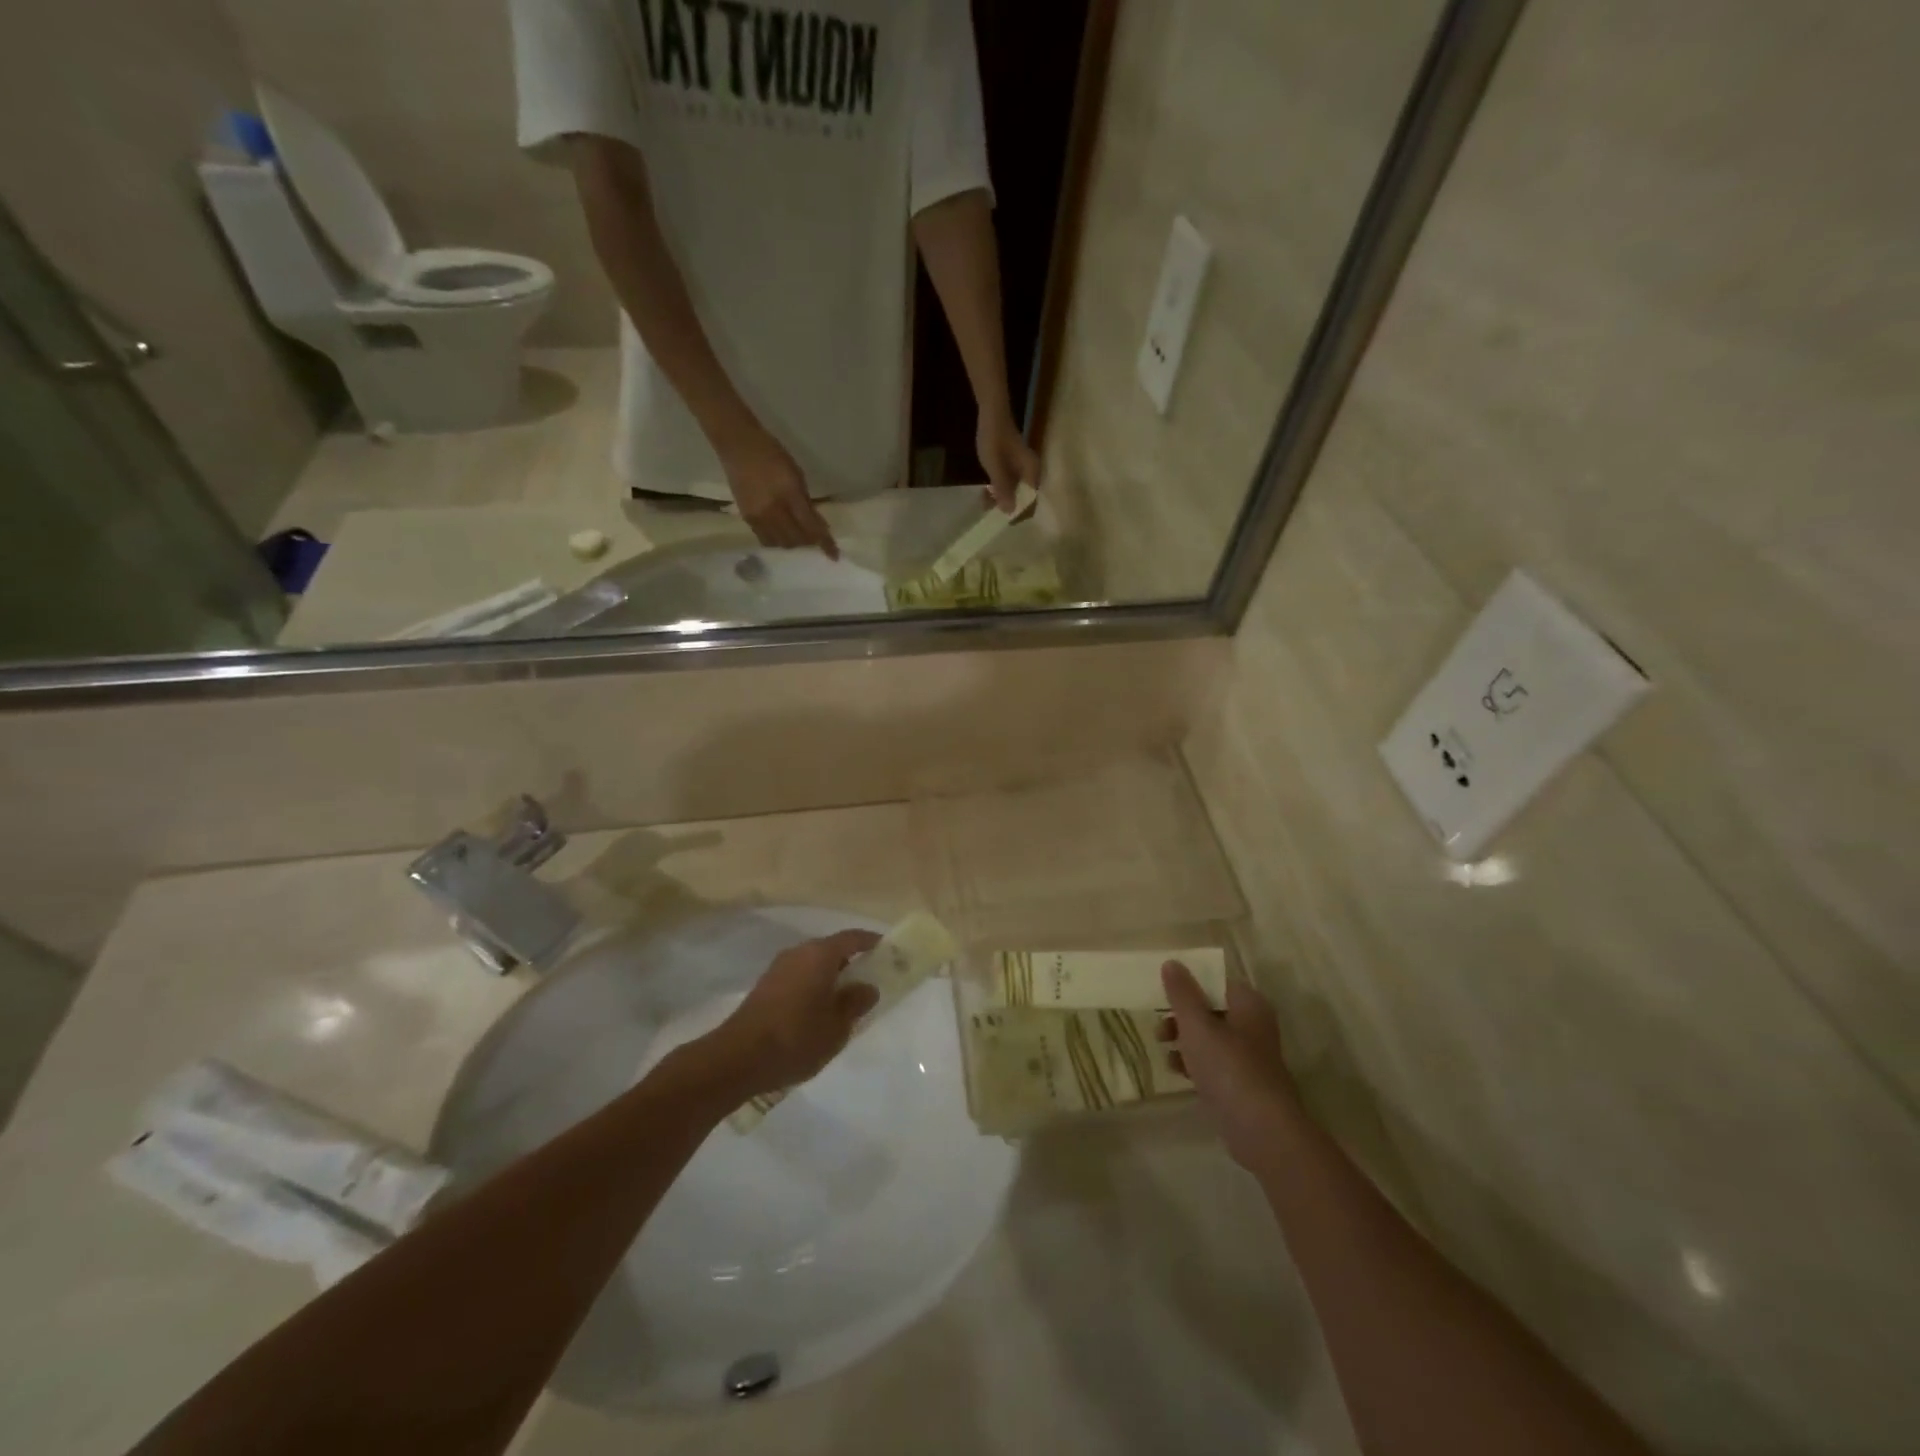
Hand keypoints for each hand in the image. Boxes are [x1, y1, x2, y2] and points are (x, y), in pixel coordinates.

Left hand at [704, 930, 880, 1099]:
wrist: (738, 1058)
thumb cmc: (796, 1038)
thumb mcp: (837, 1026)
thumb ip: (855, 1002)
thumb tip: (867, 987)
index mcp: (820, 954)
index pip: (853, 938)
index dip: (873, 942)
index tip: (889, 951)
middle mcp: (798, 952)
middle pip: (832, 950)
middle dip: (852, 963)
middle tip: (870, 983)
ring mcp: (778, 969)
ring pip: (814, 965)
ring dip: (831, 977)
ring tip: (845, 1002)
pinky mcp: (765, 987)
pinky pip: (799, 978)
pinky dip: (814, 987)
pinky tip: (818, 1013)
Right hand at [721, 423, 838, 557]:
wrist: (738, 445)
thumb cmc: (772, 454)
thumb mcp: (796, 475)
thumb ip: (806, 502)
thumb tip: (817, 525)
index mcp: (788, 495)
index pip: (810, 527)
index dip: (824, 543)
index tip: (834, 556)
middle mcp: (772, 511)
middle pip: (796, 540)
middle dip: (808, 543)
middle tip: (815, 539)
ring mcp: (757, 517)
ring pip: (780, 543)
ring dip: (793, 544)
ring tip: (799, 536)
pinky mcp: (746, 518)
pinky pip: (765, 539)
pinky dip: (777, 540)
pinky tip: (782, 534)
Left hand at [975, 409, 1039, 513]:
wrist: (991, 413)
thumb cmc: (994, 440)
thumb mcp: (995, 468)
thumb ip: (1002, 489)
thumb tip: (1009, 511)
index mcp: (1032, 473)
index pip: (1030, 501)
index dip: (1018, 513)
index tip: (1002, 521)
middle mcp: (1031, 472)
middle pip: (1022, 497)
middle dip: (1006, 506)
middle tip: (988, 513)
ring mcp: (1022, 468)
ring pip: (1014, 490)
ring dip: (1000, 498)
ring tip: (984, 503)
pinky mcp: (1013, 464)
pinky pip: (1009, 482)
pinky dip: (998, 488)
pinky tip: (986, 491)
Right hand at [1158, 961, 1299, 1172]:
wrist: (1261, 1130)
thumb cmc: (1229, 1067)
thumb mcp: (1197, 1024)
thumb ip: (1182, 993)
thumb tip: (1172, 962)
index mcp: (1249, 1005)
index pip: (1217, 983)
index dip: (1190, 984)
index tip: (1164, 994)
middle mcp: (1253, 1027)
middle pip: (1211, 1010)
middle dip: (1182, 1016)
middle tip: (1160, 1027)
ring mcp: (1249, 1058)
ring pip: (1210, 1038)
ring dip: (1185, 1040)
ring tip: (1163, 1048)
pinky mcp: (1243, 1085)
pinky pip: (1214, 1064)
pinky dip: (1194, 1064)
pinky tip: (1176, 1071)